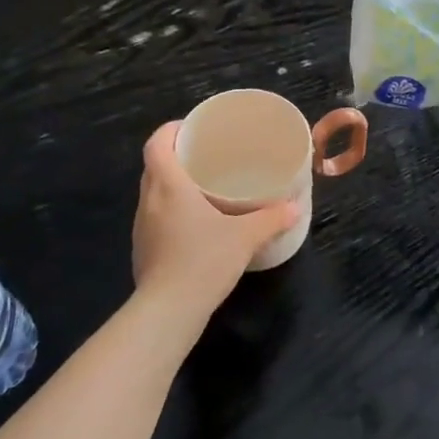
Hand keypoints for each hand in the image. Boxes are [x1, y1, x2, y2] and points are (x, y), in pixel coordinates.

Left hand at [132, 122, 299, 315]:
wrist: (169, 310)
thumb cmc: (203, 261)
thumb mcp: (245, 237)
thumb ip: (271, 219)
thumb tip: (295, 207)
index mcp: (167, 185)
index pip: (156, 143)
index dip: (171, 130)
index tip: (193, 128)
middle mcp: (149, 200)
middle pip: (154, 165)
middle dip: (177, 156)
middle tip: (206, 155)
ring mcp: (142, 227)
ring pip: (153, 193)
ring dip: (172, 184)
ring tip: (202, 186)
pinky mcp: (144, 250)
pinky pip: (156, 217)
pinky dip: (171, 211)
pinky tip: (195, 224)